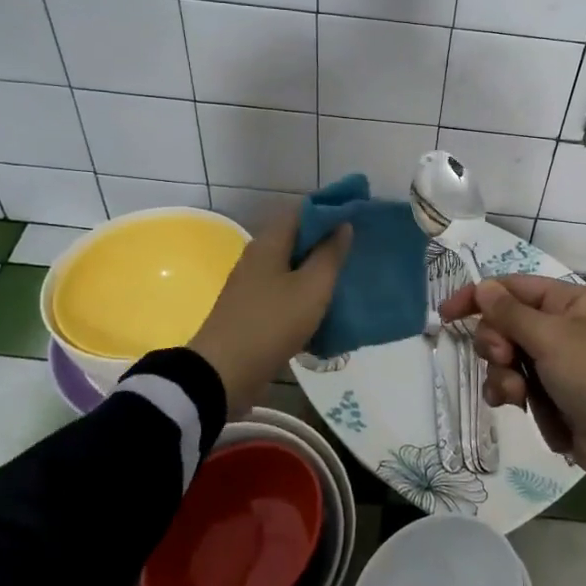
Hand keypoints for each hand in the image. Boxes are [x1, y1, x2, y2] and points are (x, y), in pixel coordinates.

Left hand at [188, 213, 351, 418]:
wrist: (223, 375)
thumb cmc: (271, 323)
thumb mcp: (311, 288)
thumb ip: (330, 255)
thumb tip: (343, 225)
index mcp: (269, 244)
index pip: (302, 211)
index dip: (331, 209)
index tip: (359, 215)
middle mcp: (258, 258)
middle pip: (298, 239)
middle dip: (328, 242)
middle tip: (361, 248)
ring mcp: (253, 286)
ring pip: (293, 269)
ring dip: (319, 271)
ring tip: (351, 277)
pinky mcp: (254, 312)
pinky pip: (287, 294)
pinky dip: (307, 296)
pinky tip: (329, 308)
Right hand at [437, 275, 585, 502]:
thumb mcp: (552, 339)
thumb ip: (511, 313)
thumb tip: (483, 286)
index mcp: (568, 302)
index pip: (512, 288)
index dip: (478, 297)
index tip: (445, 315)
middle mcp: (560, 327)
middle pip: (504, 324)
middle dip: (497, 344)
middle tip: (506, 360)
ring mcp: (555, 363)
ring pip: (505, 358)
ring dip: (503, 375)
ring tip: (519, 395)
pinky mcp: (550, 395)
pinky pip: (515, 385)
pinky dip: (511, 394)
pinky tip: (517, 406)